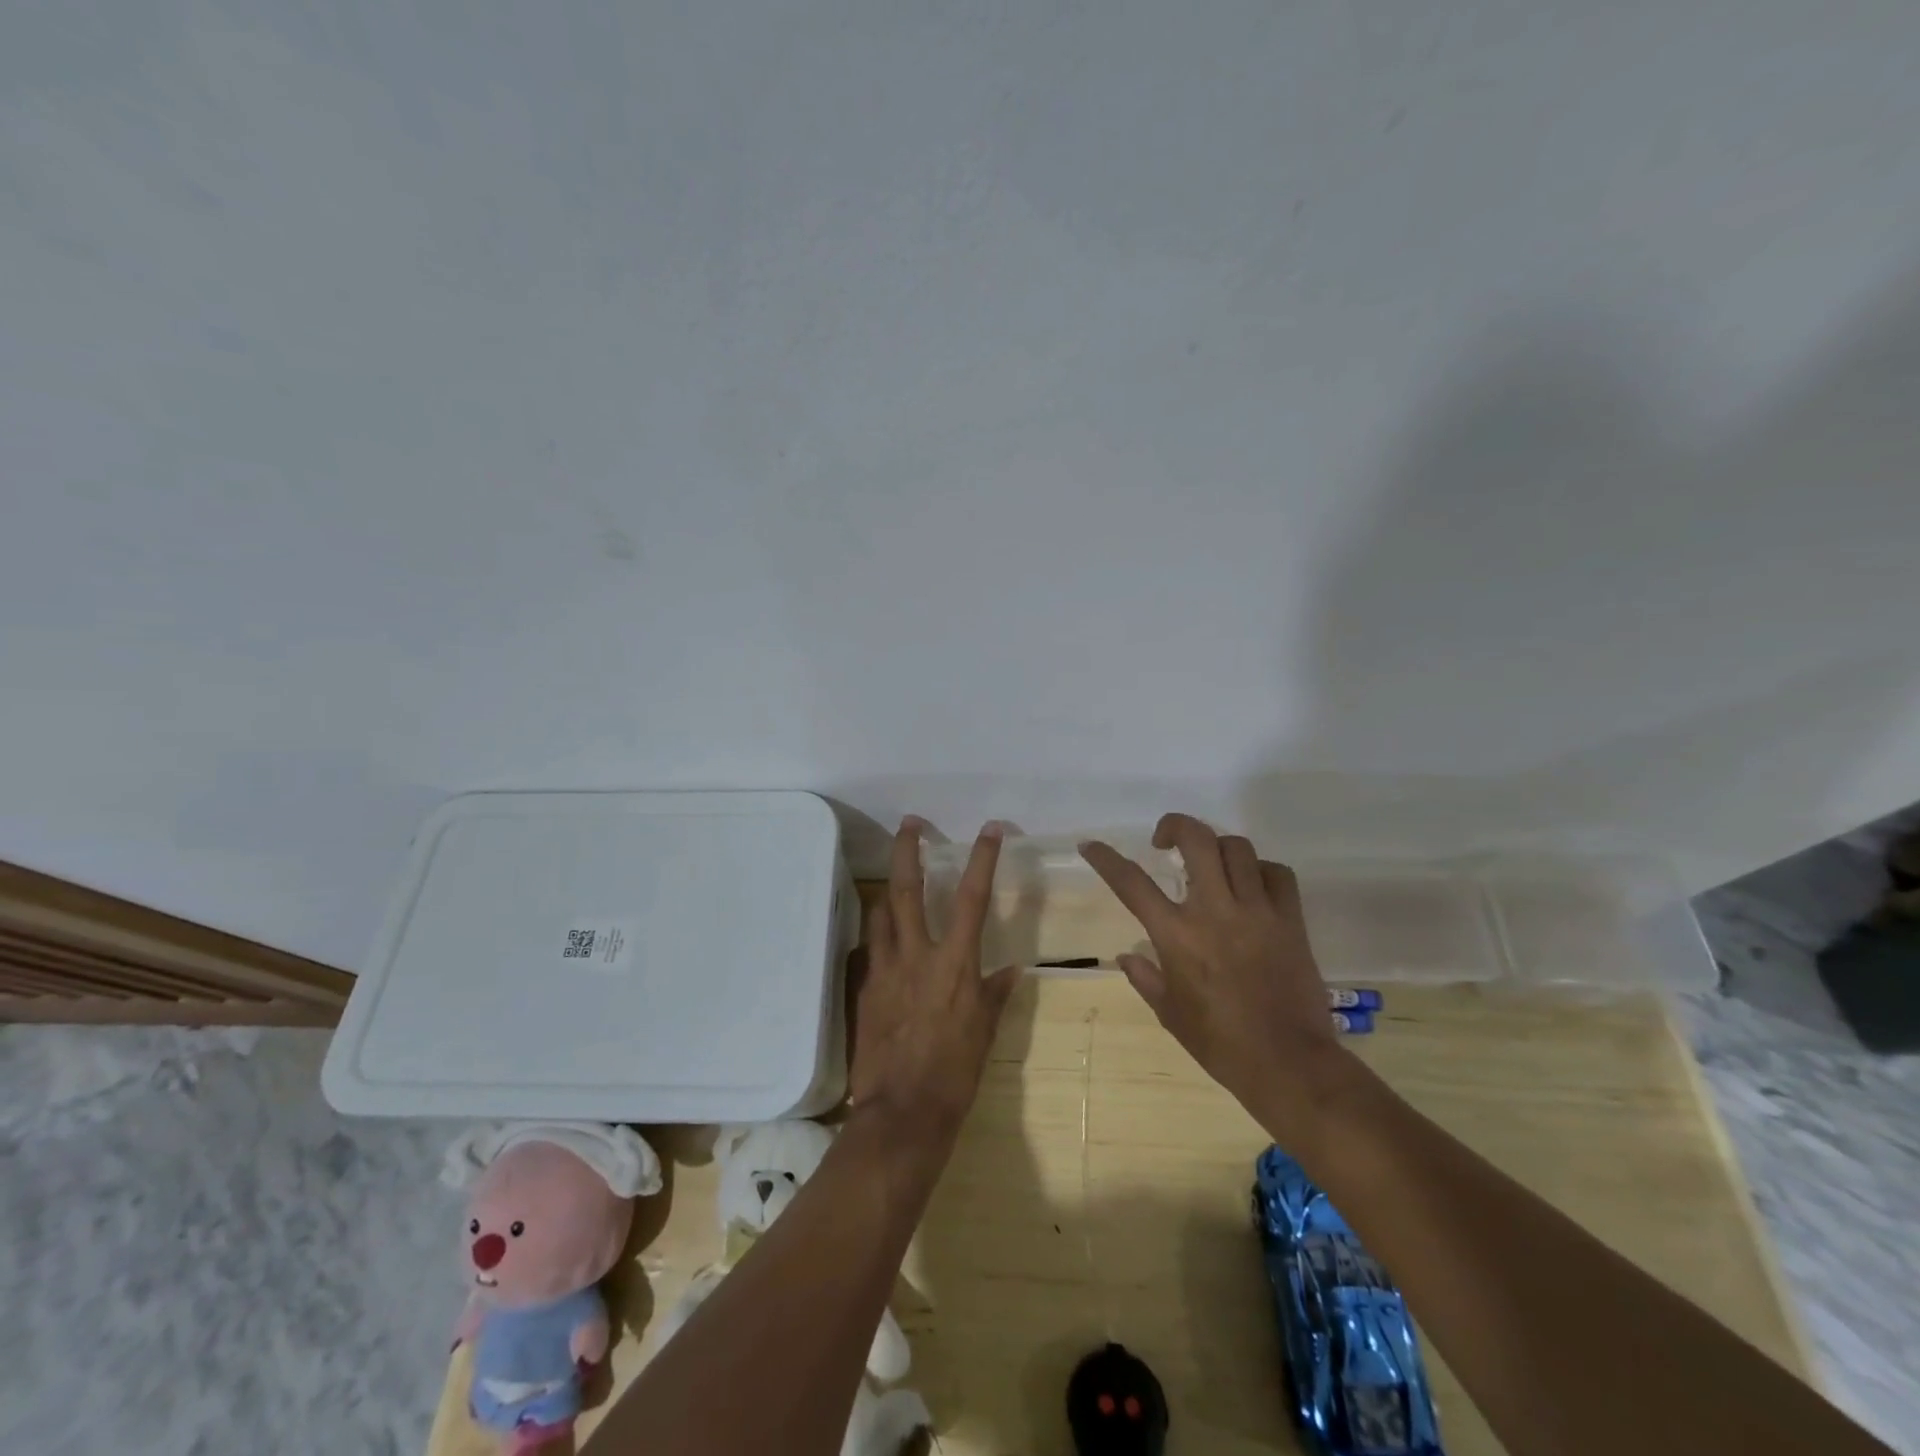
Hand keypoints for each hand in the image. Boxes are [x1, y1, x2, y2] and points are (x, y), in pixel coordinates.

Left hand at [848, 818, 1021, 1145]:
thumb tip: (1010, 970)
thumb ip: (995, 994)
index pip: (973, 898)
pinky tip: (885, 940)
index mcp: (954, 964)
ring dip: (888, 891)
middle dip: (908, 851)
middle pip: (907, 890)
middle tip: (910, 824)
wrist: (902, 1113)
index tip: (990, 829)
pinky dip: (880, 935)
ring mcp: (885, 970)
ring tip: (894, 880)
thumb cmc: (955, 1073)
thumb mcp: (985, 1032)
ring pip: (880, 913)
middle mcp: (916, 956)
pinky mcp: (865, 989)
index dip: (982, 859)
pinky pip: (872, 949)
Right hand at [1080, 813, 1353, 1151]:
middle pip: (1196, 840)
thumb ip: (1146, 978)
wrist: (1288, 1063)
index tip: (1091, 844)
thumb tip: (1126, 957)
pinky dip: (1262, 870)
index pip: (1131, 883)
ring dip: (1217, 847)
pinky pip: (1277, 873)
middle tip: (1165, 840)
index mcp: (1177, 935)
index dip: (1106, 858)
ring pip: (1237, 848)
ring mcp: (1257, 911)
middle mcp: (1214, 911)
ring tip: (1211, 864)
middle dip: (1175, 825)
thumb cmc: (1221, 1043)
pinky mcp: (1290, 920)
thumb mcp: (1170, 1013)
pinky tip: (1252, 884)